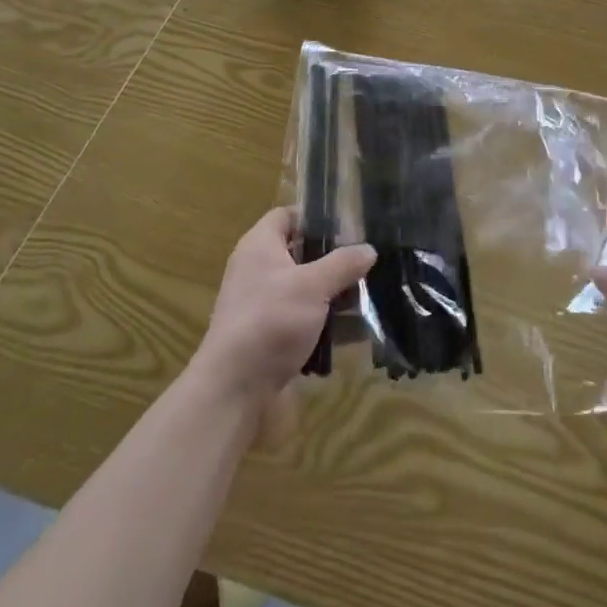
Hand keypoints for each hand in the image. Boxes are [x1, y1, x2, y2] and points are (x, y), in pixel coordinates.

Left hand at [191, 207, 375, 411]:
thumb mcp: (313, 286)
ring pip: (307, 289)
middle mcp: (259, 271)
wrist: (235, 390)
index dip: (315, 215)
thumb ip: (343, 263)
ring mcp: (264, 306)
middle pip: (301, 253)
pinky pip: (305, 321)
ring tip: (372, 293)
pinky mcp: (271, 337)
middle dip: (335, 258)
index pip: (286, 215)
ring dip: (336, 293)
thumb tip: (370, 249)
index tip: (349, 222)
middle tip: (368, 258)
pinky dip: (328, 324)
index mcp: (260, 247)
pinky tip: (358, 330)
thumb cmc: (271, 321)